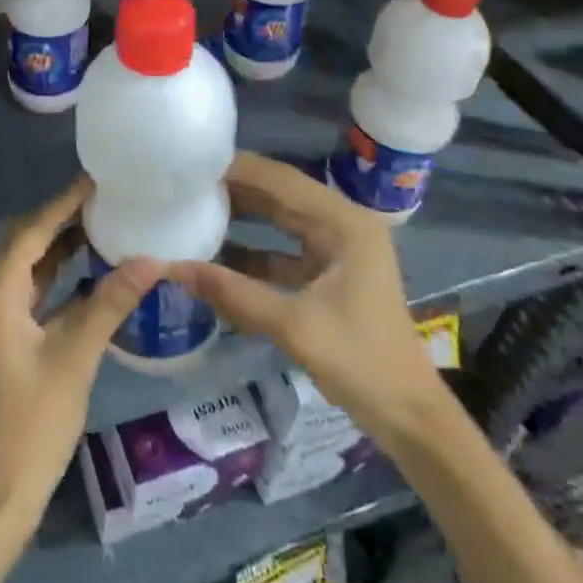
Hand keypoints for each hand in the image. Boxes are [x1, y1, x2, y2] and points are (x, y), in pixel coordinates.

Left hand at [0, 177, 161, 582]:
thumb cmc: (33, 422)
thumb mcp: (75, 357)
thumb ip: (109, 303)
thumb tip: (150, 259)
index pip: (30, 233)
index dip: (62, 204)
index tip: (94, 180)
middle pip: (26, 247)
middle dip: (62, 223)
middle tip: (104, 200)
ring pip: (28, 273)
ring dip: (60, 252)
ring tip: (102, 226)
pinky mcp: (1, 343)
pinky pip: (30, 297)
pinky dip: (56, 282)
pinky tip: (88, 275)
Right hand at [170, 151, 442, 428]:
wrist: (409, 417)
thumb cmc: (361, 362)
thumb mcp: (293, 326)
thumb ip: (233, 293)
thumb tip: (172, 267)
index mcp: (344, 222)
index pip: (281, 180)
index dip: (238, 170)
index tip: (192, 165)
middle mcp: (342, 224)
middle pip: (280, 193)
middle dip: (235, 188)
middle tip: (185, 183)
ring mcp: (337, 248)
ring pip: (280, 219)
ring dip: (242, 216)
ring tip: (193, 207)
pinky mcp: (330, 271)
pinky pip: (283, 248)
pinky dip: (254, 249)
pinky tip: (217, 253)